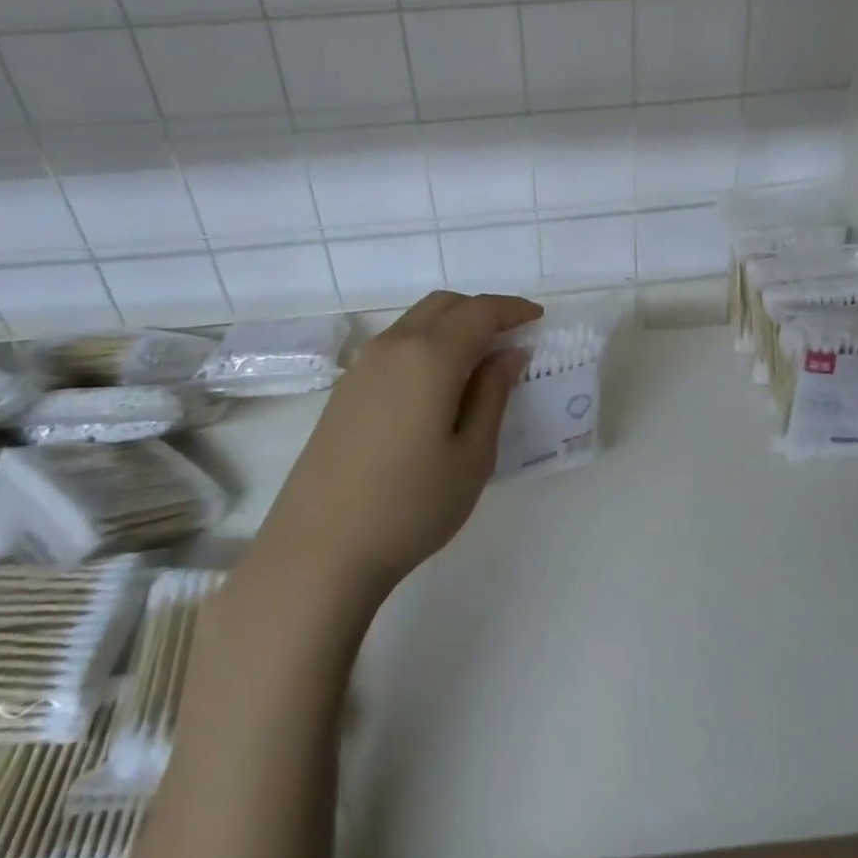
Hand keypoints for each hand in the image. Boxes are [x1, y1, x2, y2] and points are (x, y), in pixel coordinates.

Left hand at [259, 291, 541, 597]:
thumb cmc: (411, 506)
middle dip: (482, 311)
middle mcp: (392, 347)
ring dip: (451, 327)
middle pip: (444, 305)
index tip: (537, 318)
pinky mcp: (344, 390)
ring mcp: (362, 367)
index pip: (479, 311)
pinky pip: (395, 346)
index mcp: (430, 356)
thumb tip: (508, 354)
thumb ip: (493, 395)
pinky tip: (436, 386)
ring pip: (415, 322)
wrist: (319, 552)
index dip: (512, 310)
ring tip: (478, 363)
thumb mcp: (472, 456)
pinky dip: (425, 346)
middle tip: (510, 337)